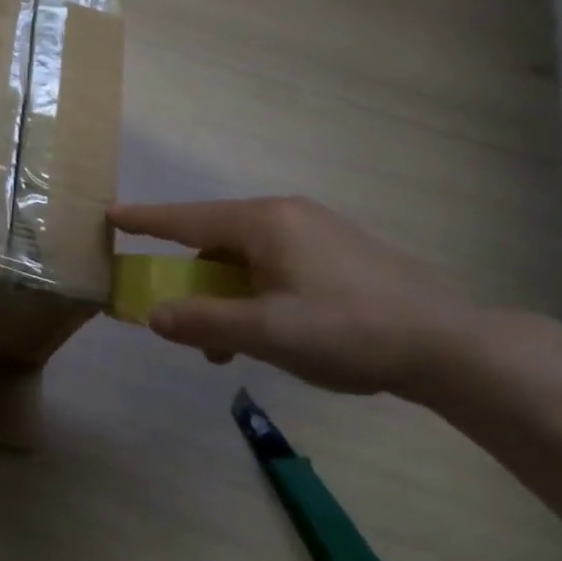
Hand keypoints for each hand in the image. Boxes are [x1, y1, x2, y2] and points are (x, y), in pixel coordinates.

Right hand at [109, 197, 488, 397]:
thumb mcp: (266, 332)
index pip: (187, 218)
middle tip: (180, 320)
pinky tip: (268, 331)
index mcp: (264, 222)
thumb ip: (203, 321)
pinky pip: (276, 265)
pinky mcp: (339, 253)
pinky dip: (256, 293)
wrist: (451, 345)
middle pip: (216, 240)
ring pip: (247, 258)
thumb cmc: (347, 329)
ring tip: (228, 345)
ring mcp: (317, 231)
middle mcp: (286, 215)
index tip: (110, 215)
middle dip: (193, 280)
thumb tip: (152, 315)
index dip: (146, 220)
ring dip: (226, 295)